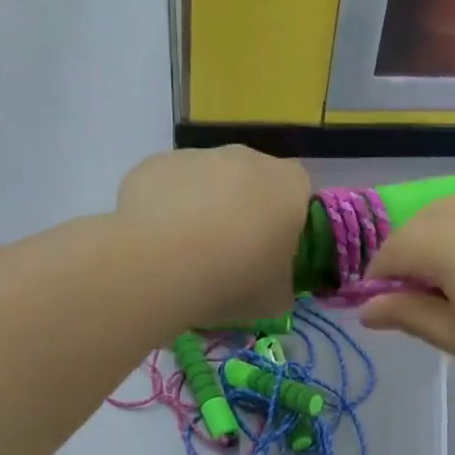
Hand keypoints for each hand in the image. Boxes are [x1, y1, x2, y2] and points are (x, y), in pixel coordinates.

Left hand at [115, 147, 310, 323]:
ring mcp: (198, 155)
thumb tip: (274, 282)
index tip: (272, 254)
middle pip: (252, 181)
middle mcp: (248, 158)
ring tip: (185, 253)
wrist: (160, 265)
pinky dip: (165, 207)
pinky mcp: (155, 163)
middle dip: (243, 210)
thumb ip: (282, 282)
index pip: (299, 195)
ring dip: (202, 207)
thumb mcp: (276, 299)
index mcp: (289, 185)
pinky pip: (169, 185)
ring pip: (208, 181)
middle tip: (229, 255)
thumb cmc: (234, 279)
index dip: (286, 223)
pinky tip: (155, 241)